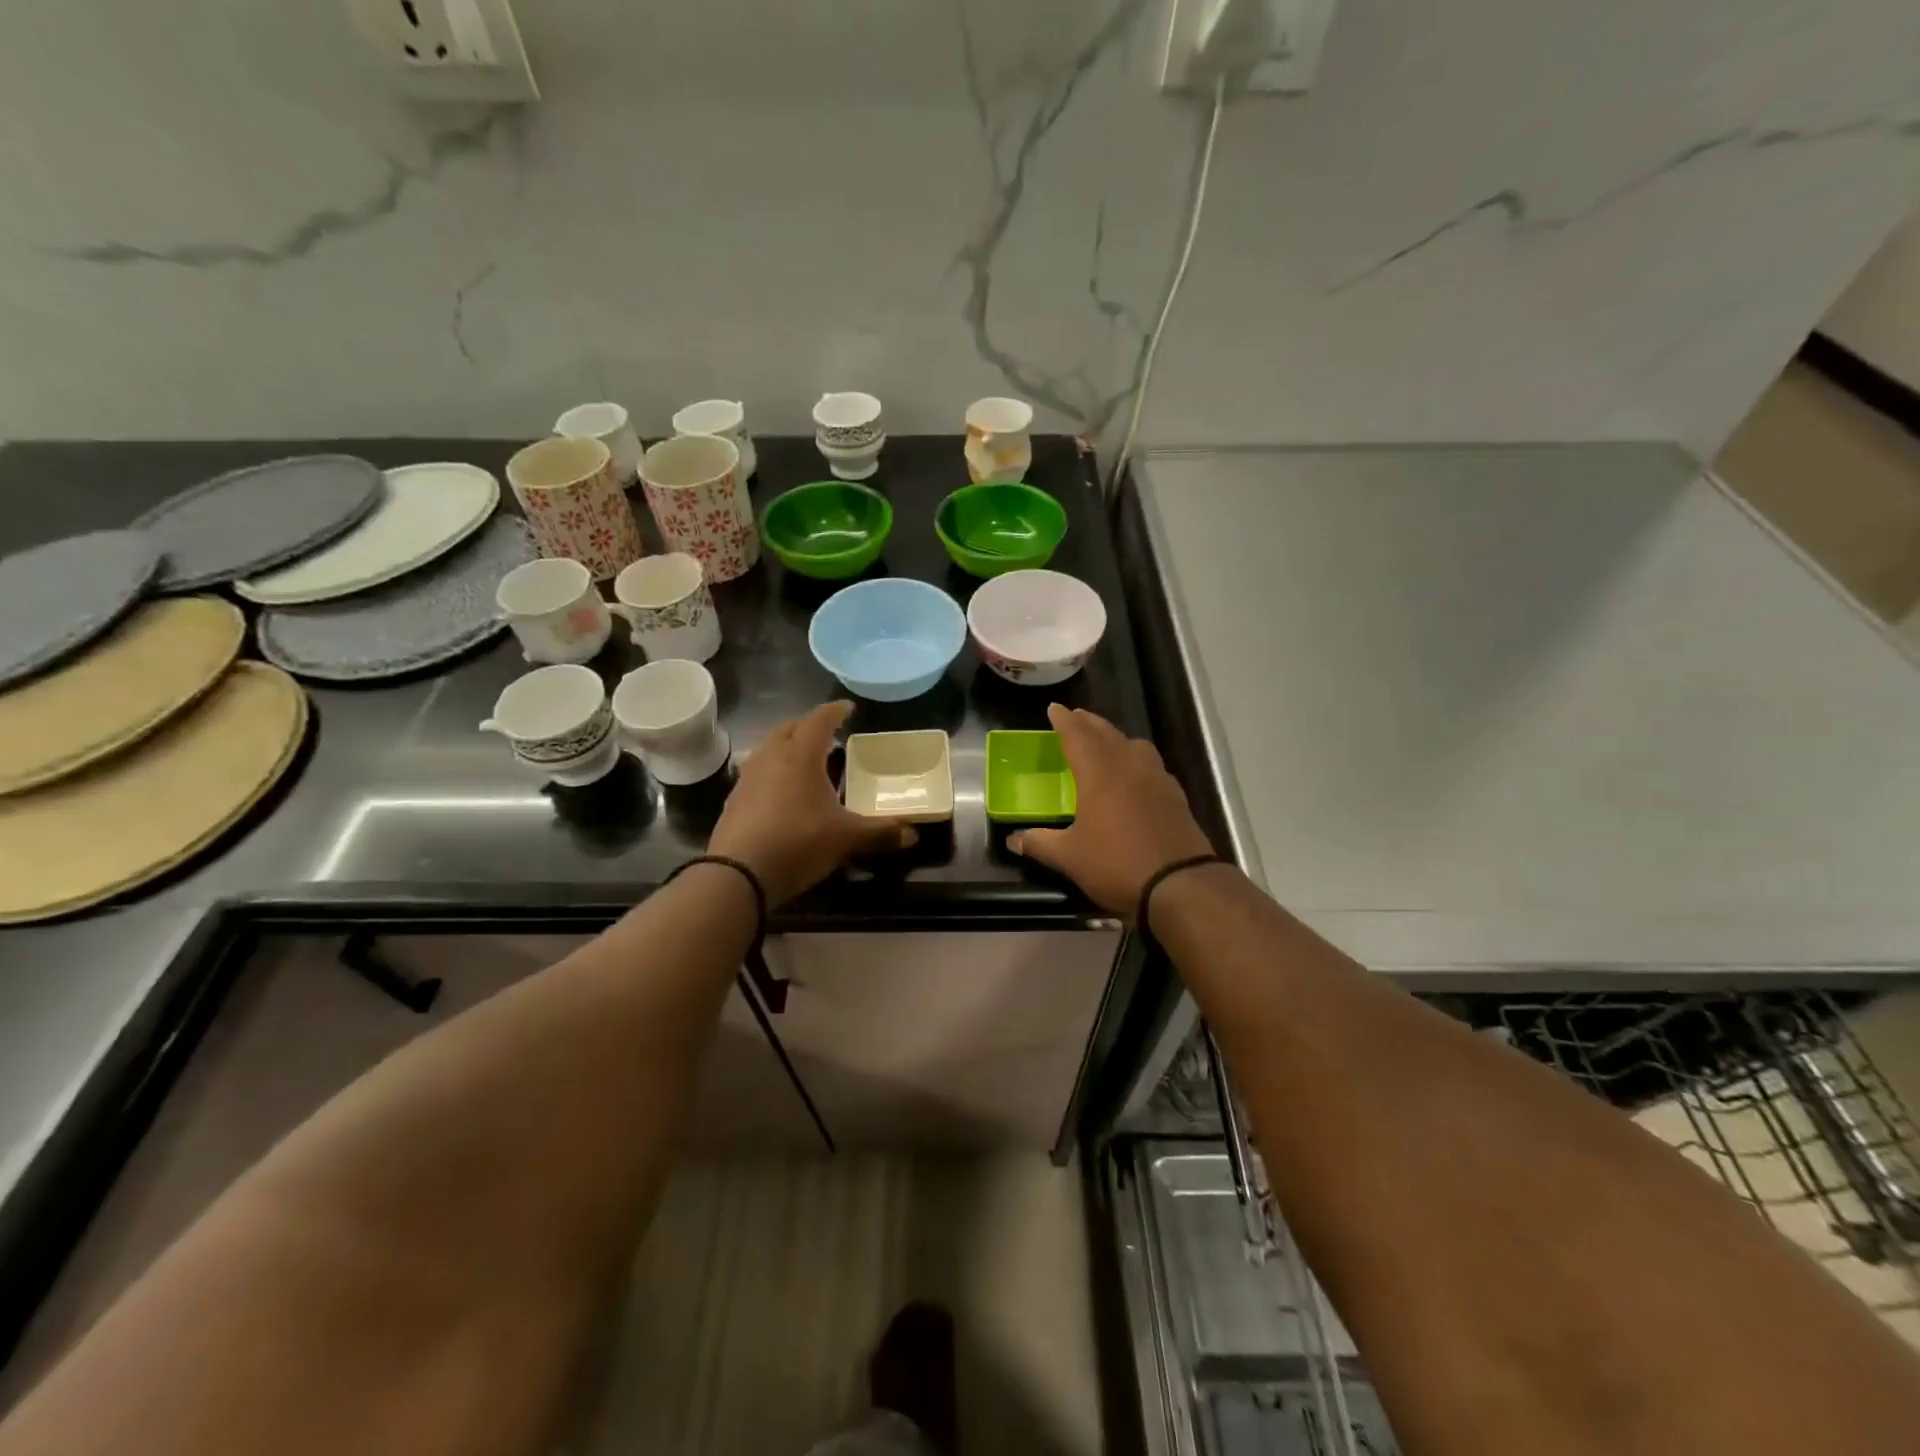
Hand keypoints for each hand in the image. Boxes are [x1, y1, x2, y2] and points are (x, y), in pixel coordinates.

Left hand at [709, 702, 914, 905]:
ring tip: (806, 760)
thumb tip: (913, 835)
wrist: (738, 874)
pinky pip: (758, 772)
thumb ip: (880, 832)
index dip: (836, 711)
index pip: (819, 719)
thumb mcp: (846, 838)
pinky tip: (783, 791)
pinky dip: (774, 771)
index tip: (848, 708)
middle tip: (828, 733)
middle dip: (809, 725)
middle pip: (790, 728)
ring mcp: (748, 777)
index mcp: (801, 755)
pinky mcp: (735, 799)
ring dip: (788, 747)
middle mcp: (771, 757)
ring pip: (770, 748)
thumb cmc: (798, 843)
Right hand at [1009, 704, 1215, 918]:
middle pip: (1107, 733)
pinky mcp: (1176, 796)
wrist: (1180, 884)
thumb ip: (1040, 844)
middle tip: (1076, 718)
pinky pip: (1152, 766)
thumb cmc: (1117, 864)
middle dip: (1089, 723)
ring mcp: (1157, 779)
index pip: (1077, 736)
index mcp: (1099, 774)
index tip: (1054, 708)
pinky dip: (1137, 760)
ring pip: (1134, 745)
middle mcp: (1129, 767)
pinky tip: (1135, 776)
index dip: (1064, 721)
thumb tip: (1013, 840)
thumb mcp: (1070, 858)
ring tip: (1106, 743)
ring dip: (1116, 738)